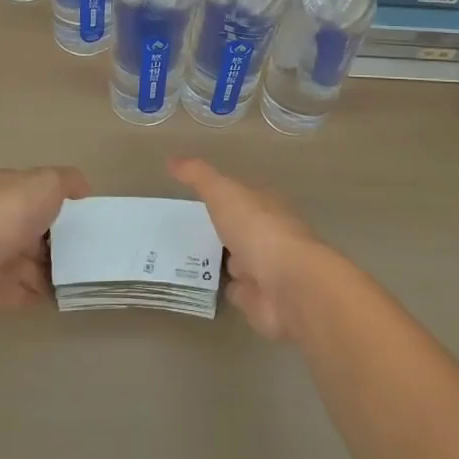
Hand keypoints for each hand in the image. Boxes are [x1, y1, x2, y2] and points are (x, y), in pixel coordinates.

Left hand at [0, 166, 88, 315]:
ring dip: (54, 272)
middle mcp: (0, 222)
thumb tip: (83, 190)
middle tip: (92, 251)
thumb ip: (68, 182)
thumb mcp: (47, 182)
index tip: (86, 216)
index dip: (60, 202)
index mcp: (9, 191)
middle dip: (60, 241)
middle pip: (35, 232)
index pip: (37, 194)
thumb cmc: (9, 212)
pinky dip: (42, 297)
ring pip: (31, 265)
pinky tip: (67, 297)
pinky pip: (23, 294)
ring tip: (87, 278)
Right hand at [167, 157, 326, 341]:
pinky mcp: (256, 299)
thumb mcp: (223, 193)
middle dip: (219, 228)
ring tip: (182, 255)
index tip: (197, 196)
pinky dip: (219, 286)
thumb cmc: (258, 229)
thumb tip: (171, 159)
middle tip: (183, 228)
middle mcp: (267, 234)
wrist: (287, 286)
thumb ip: (199, 176)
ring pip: (235, 259)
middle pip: (239, 228)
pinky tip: (197, 284)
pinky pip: (233, 289)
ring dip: (218, 259)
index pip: (243, 196)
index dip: (223, 194)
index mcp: (265, 205)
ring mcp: (263, 268)